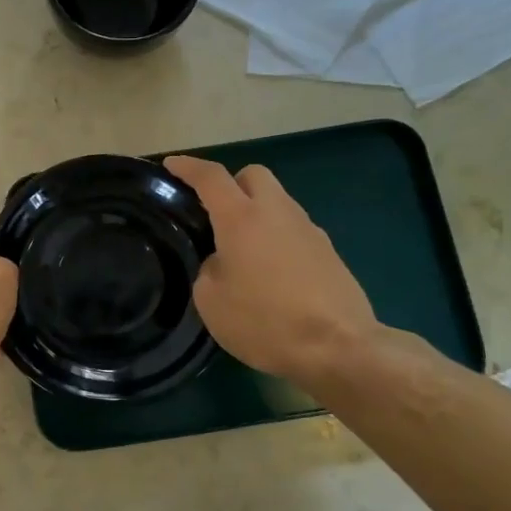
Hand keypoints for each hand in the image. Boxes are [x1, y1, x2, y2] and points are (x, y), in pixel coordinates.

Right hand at [164, 156, 381, 386]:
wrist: (339, 347)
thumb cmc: (265, 321)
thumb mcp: (212, 301)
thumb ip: (209, 269)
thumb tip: (223, 262)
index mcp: (242, 218)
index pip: (211, 177)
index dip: (188, 167)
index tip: (172, 164)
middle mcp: (277, 212)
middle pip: (253, 175)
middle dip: (231, 184)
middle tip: (215, 212)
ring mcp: (308, 230)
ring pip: (277, 202)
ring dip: (257, 212)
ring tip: (242, 250)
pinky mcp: (328, 252)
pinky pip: (294, 230)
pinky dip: (276, 238)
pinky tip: (270, 273)